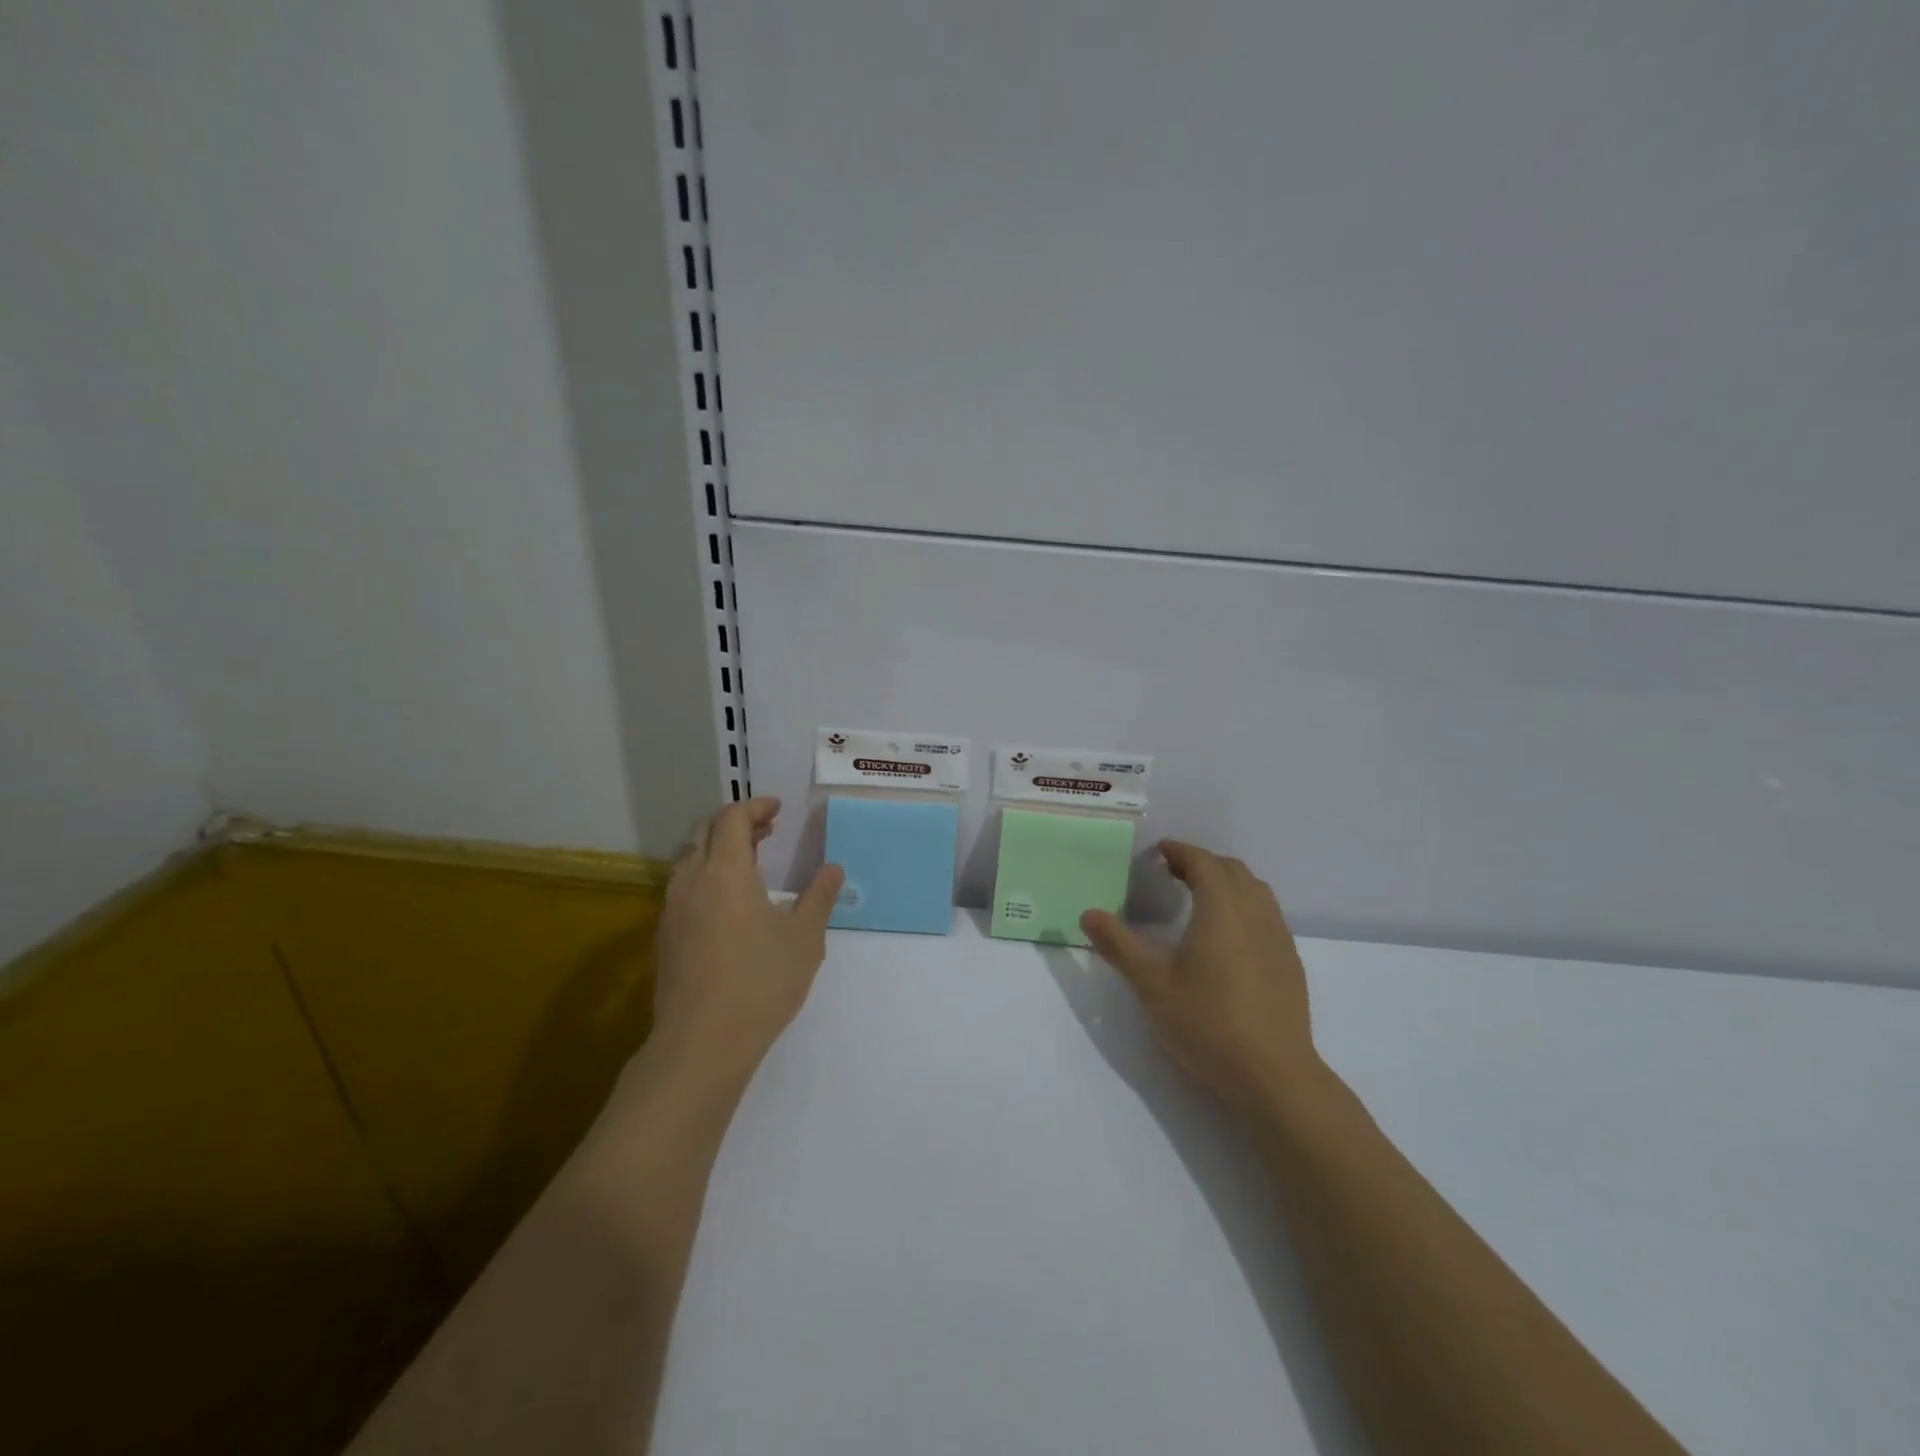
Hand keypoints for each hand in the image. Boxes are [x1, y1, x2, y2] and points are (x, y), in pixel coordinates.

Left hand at [652, 797, 843, 1079]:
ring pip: (688, 859)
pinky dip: (704, 876)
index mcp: (726, 872)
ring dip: (716, 849)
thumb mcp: (804, 939)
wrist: (701, 1044)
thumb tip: (833, 869)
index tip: (777, 810)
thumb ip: (819, 898)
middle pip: (704, 831)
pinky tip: (727, 903)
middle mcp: (692, 881)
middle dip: (735, 823)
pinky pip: (682, 887)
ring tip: (748, 863)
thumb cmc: (760, 983)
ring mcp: (672, 909)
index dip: (754, 807)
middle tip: (766, 831)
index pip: (731, 818)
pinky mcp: (664, 936)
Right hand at [1080, 841, 1325, 1117]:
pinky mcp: (1290, 963)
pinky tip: (1228, 937)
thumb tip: (1089, 914)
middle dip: (1203, 863)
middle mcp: (1255, 913)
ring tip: (1199, 898)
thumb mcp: (1151, 985)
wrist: (1274, 1077)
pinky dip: (1244, 906)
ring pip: (1255, 891)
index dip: (1181, 851)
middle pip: (1233, 871)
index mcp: (1222, 909)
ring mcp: (1279, 938)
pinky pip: (1267, 915)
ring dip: (1227, 883)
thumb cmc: (1207, 1023)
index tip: (1159, 852)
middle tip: (1173, 873)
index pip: (1204, 862)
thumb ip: (1119, 945)